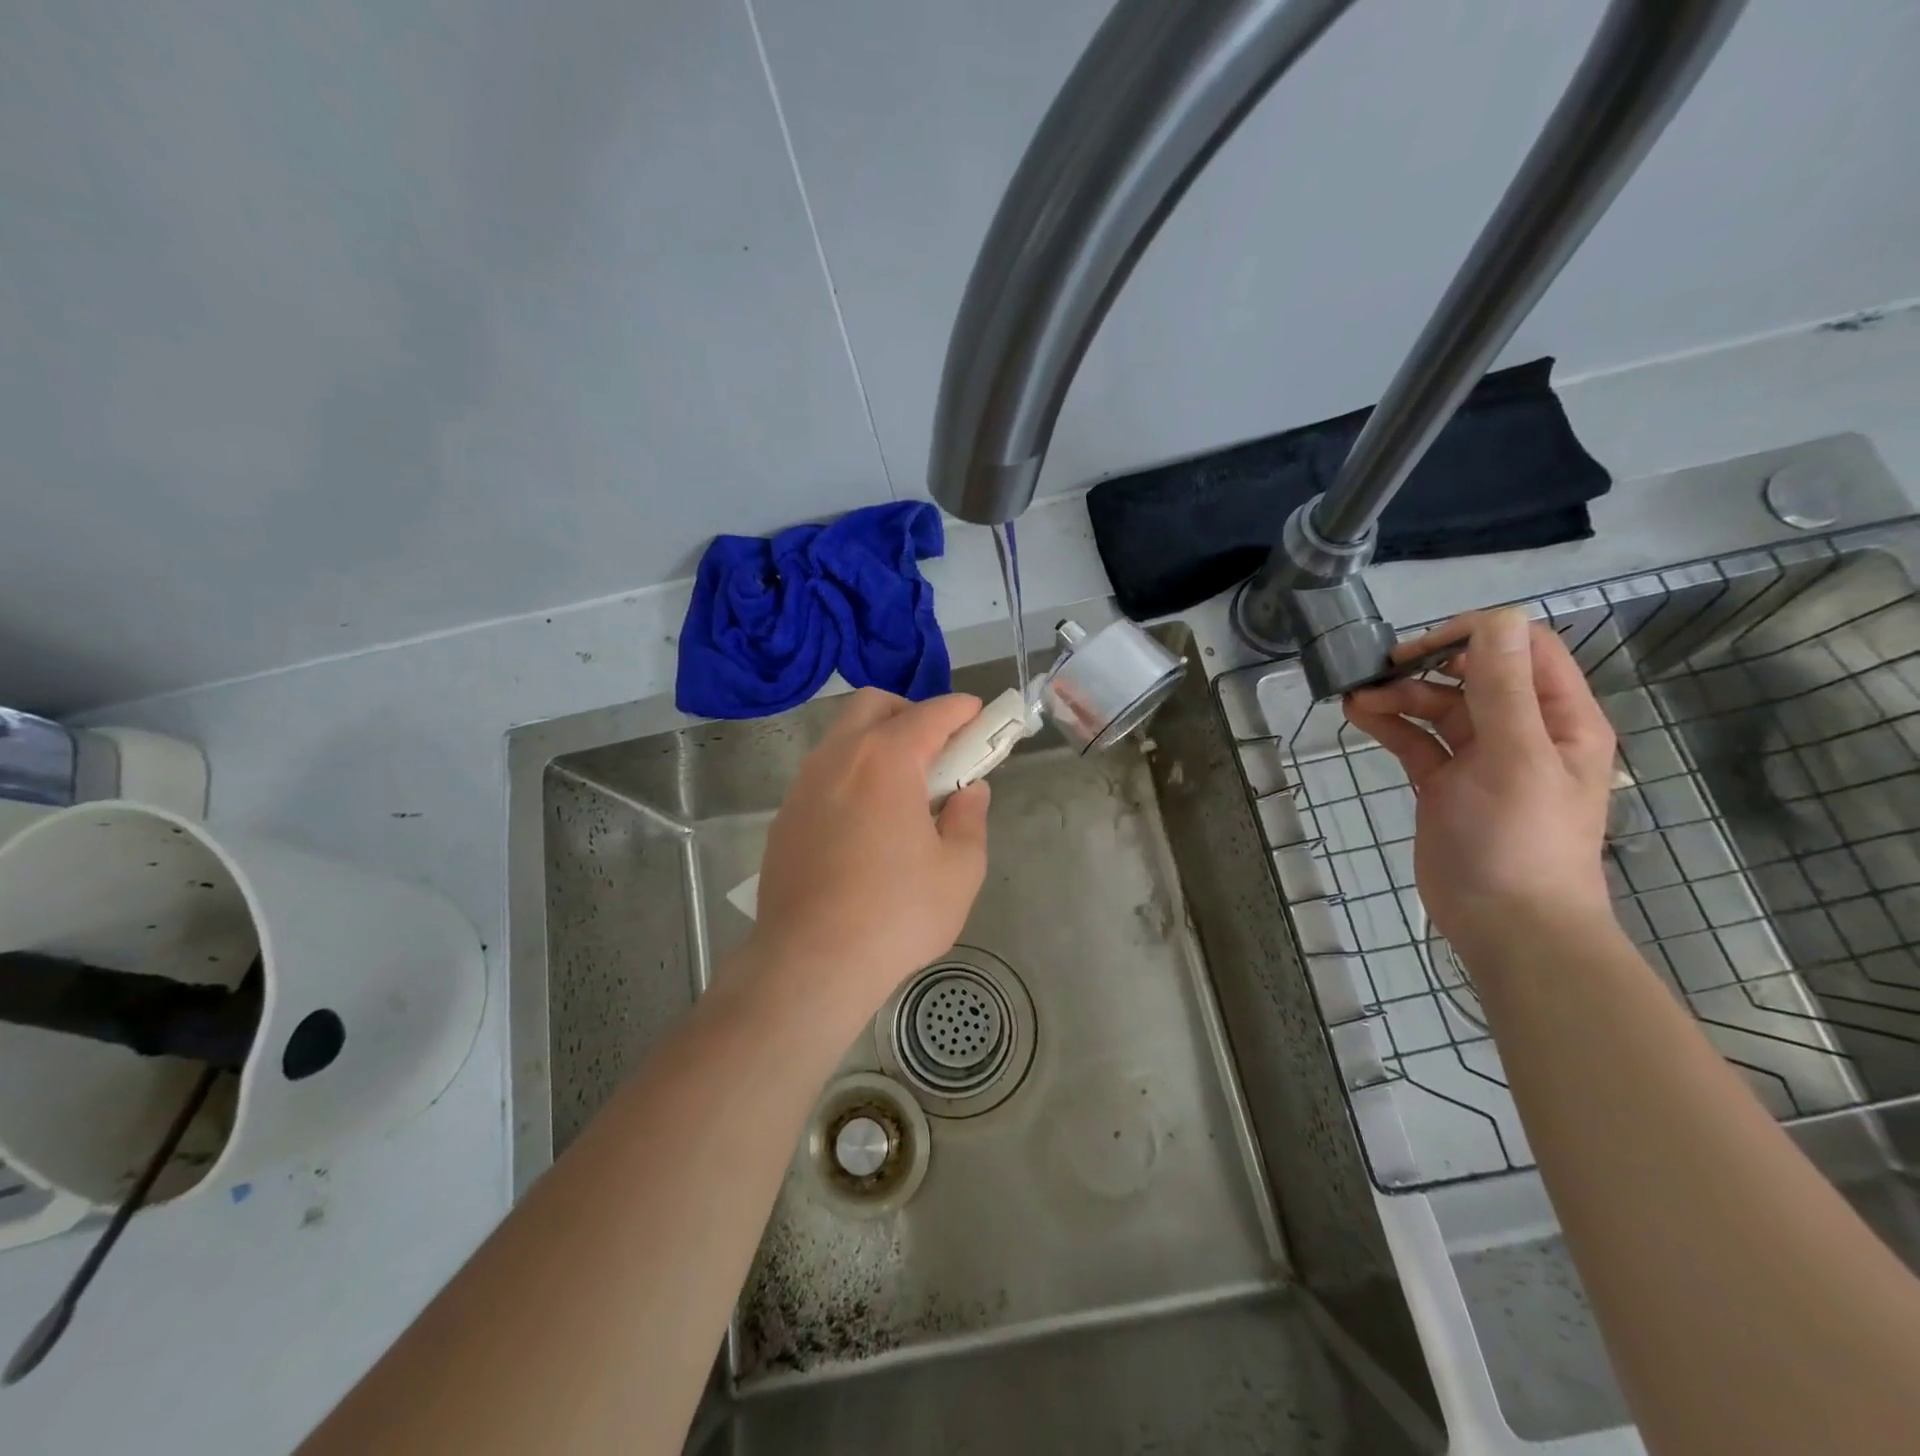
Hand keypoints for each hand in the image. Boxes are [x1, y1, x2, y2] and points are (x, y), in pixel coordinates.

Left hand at [746, 688, 991, 1016]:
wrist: (810, 963)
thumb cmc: (895, 914)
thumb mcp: (959, 870)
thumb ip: (969, 818)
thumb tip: (968, 791)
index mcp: (886, 760)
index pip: (930, 714)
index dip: (960, 709)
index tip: (979, 715)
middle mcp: (838, 758)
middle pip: (874, 705)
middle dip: (911, 712)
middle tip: (937, 749)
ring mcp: (804, 785)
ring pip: (842, 736)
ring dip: (877, 742)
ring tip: (904, 789)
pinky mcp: (786, 815)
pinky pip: (824, 773)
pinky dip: (851, 774)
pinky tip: (866, 821)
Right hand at [1343, 608, 1616, 958]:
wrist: (1507, 924)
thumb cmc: (1521, 840)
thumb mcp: (1516, 758)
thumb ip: (1504, 689)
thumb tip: (1496, 618)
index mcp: (1558, 717)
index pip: (1522, 648)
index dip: (1474, 635)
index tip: (1421, 648)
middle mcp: (1521, 730)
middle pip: (1472, 674)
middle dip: (1426, 667)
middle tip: (1378, 672)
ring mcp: (1480, 758)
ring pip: (1437, 707)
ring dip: (1399, 696)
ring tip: (1358, 700)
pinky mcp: (1444, 783)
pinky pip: (1416, 741)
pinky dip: (1389, 725)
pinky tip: (1359, 717)